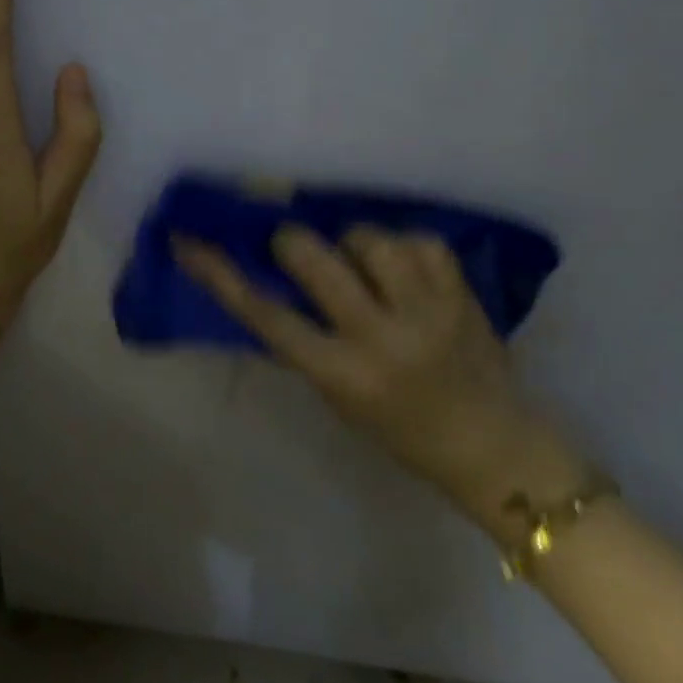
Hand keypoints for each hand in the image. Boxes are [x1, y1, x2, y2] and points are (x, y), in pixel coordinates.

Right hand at [173, 226, 586, 531]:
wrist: (492, 445)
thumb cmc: (401, 430)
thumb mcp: (338, 396)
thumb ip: (304, 341)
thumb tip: (268, 280)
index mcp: (341, 375)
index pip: (265, 315)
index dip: (220, 273)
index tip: (190, 240)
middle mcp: (381, 338)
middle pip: (313, 257)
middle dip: (293, 242)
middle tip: (294, 247)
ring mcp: (426, 310)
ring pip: (367, 236)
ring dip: (353, 242)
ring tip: (361, 260)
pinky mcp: (462, 291)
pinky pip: (416, 239)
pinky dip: (402, 246)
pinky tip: (405, 268)